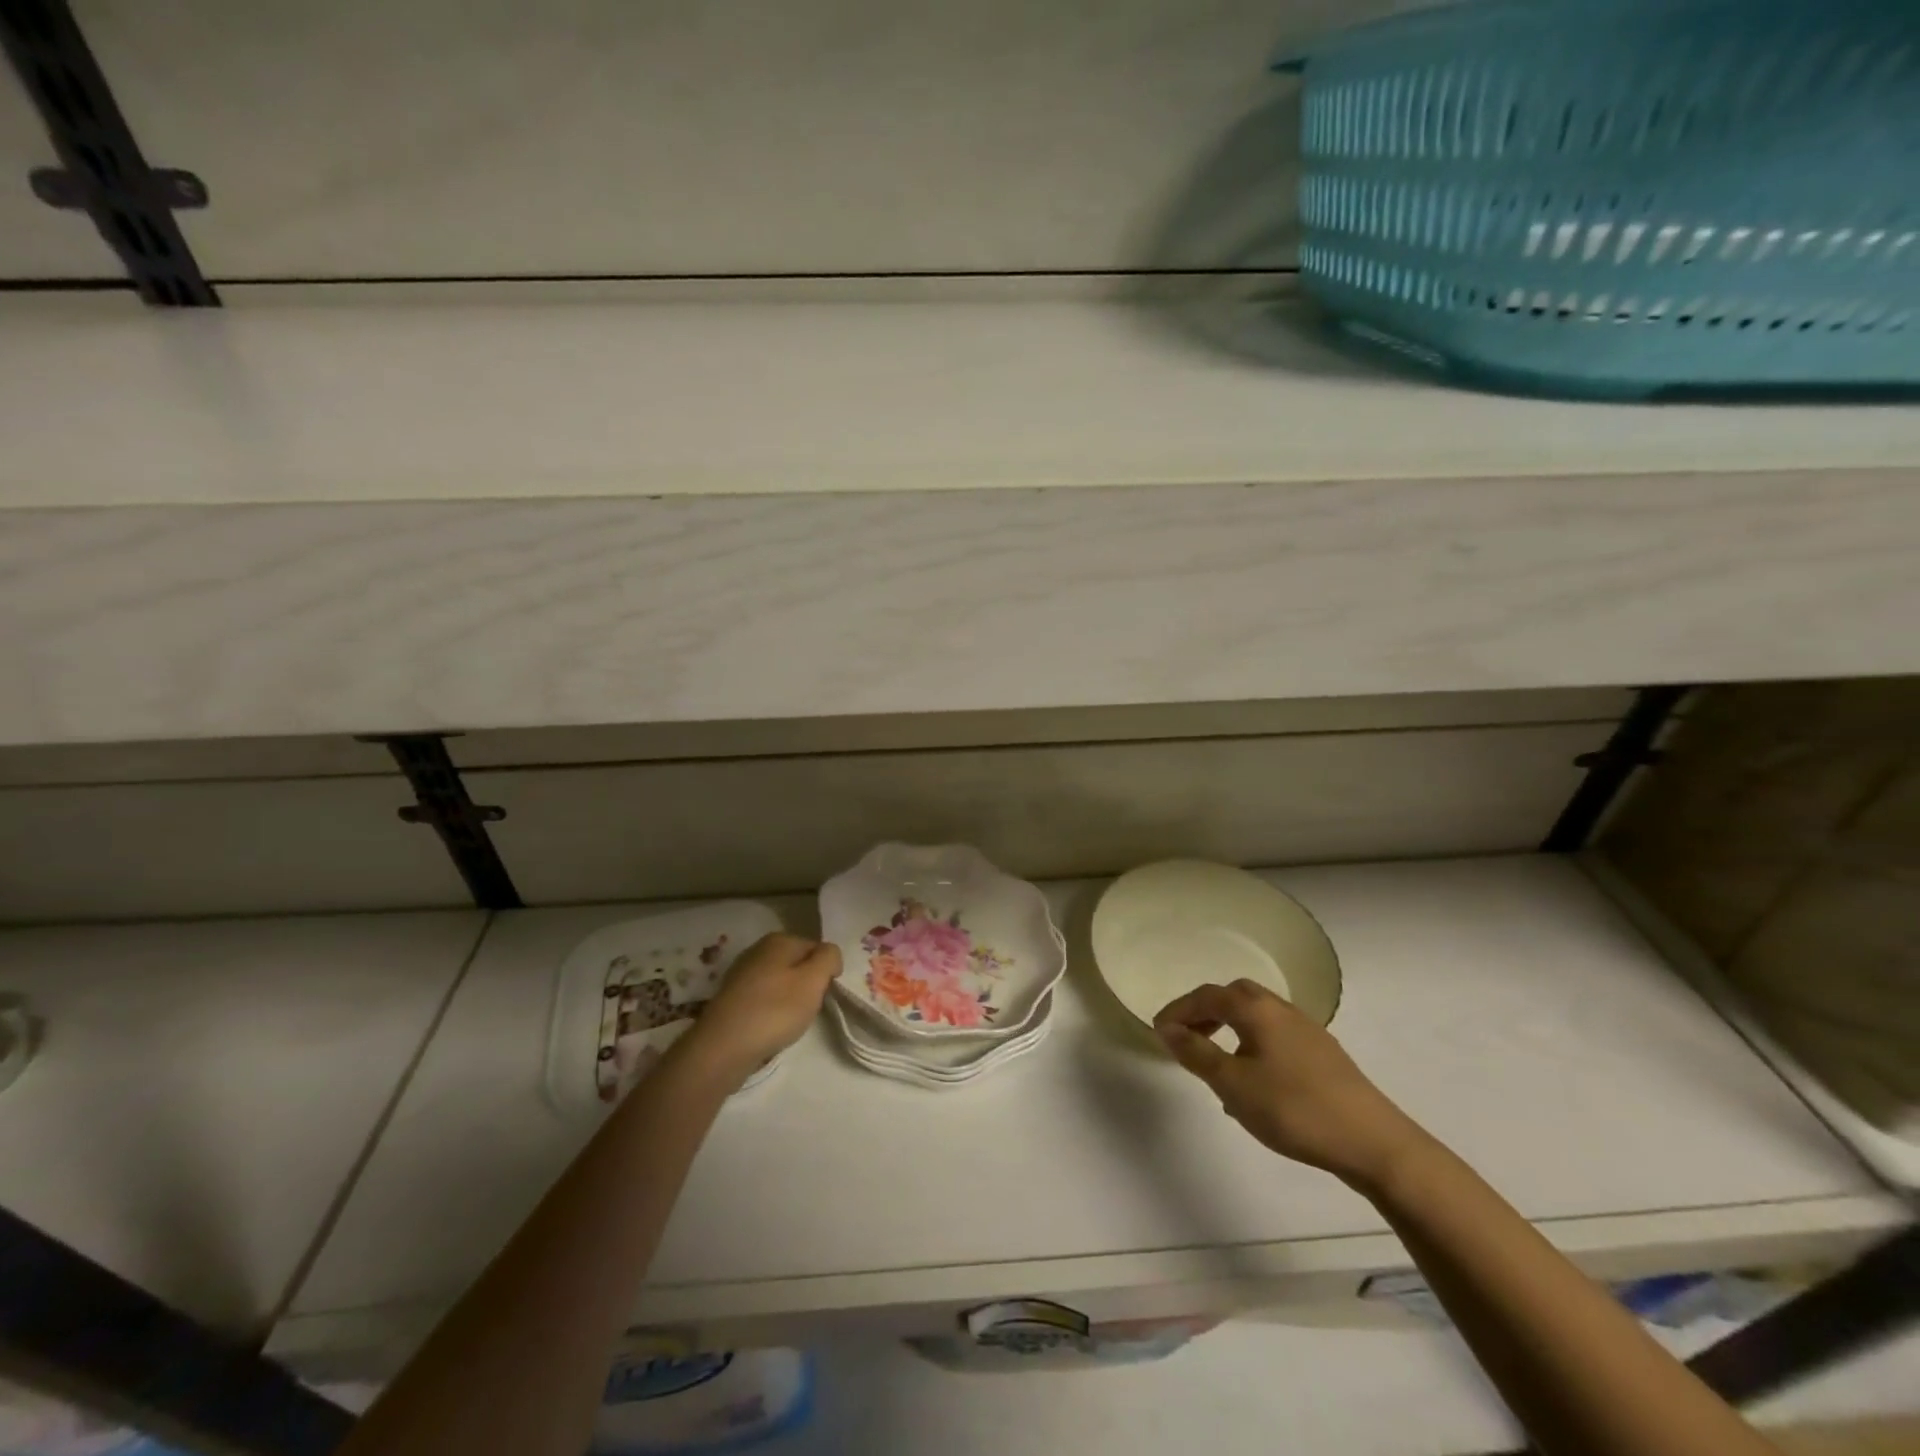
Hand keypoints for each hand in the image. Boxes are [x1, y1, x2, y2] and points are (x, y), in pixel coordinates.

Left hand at [682, 933, 840, 1082]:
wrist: (722, 1047)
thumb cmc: (775, 1010)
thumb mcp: (813, 980)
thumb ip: (829, 958)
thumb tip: (829, 954)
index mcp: (779, 940)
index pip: (817, 948)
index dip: (826, 972)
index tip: (824, 995)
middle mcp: (758, 950)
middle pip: (797, 964)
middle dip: (807, 985)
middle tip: (807, 1010)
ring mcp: (741, 974)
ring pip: (780, 982)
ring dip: (789, 1000)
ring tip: (788, 1022)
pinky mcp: (731, 998)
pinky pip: (762, 999)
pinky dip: (770, 1011)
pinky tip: (768, 1028)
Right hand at [1154, 980, 1428, 1190]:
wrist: (1374, 1142)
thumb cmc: (1293, 1108)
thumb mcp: (1233, 1084)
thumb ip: (1197, 1053)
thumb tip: (1168, 1029)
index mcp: (1256, 1010)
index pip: (1207, 996)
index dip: (1179, 1010)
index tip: (1158, 1030)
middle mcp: (1281, 1009)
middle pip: (1235, 996)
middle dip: (1206, 1011)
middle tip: (1187, 1037)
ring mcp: (1307, 1031)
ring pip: (1258, 1016)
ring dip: (1230, 1028)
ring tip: (1216, 1062)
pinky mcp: (1324, 1055)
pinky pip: (1275, 1036)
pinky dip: (1252, 1045)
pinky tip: (1253, 1082)